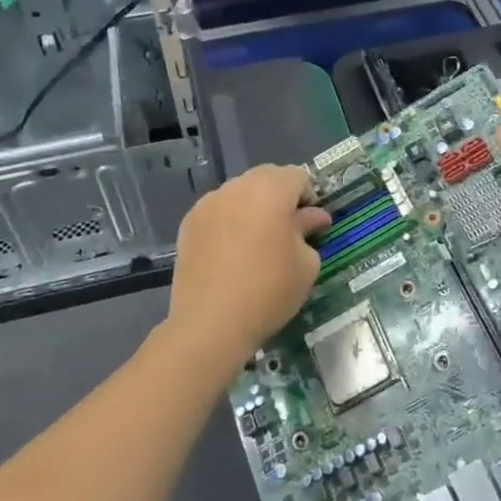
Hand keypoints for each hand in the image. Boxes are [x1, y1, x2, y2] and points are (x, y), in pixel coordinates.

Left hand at [169, 165, 330, 359]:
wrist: (211, 323)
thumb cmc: (269, 290)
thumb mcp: (306, 264)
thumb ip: (308, 231)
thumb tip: (311, 218)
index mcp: (270, 189)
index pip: (297, 176)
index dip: (309, 198)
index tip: (311, 225)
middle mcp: (237, 187)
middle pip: (266, 178)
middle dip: (280, 198)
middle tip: (287, 232)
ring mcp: (208, 204)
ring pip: (239, 194)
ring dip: (253, 208)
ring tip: (257, 243)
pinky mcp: (188, 224)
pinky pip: (218, 212)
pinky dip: (229, 222)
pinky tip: (231, 253)